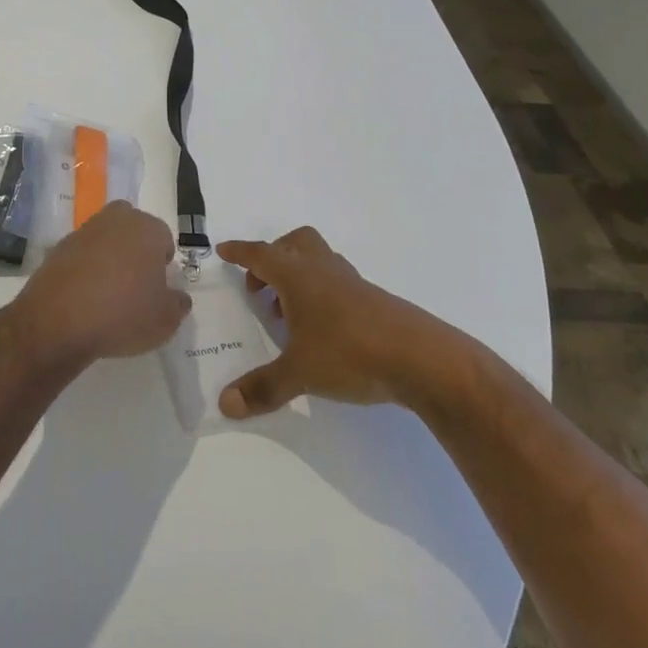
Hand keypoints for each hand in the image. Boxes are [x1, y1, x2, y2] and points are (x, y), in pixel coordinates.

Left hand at [14, 202, 190, 366]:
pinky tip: (84, 297)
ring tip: (108, 292)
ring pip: (104, 238)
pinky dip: (85, 268)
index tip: (158, 287)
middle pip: (132, 227)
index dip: (163, 263)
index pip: (164, 238)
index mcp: (146, 229)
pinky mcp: (57, 248)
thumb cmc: (123, 314)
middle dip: (136, 248)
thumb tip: (178, 297)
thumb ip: (178, 304)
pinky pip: (80, 254)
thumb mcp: (165, 320)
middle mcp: (115, 221)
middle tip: (135, 283)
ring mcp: (83, 232)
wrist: (58, 322)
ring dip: (109, 256)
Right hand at [216, 227, 455, 418]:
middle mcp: (325, 271)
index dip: (240, 252)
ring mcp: (354, 285)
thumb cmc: (351, 354)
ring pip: (319, 262)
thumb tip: (226, 403)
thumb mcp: (300, 374)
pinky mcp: (375, 302)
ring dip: (298, 277)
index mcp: (300, 277)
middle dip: (273, 258)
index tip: (223, 251)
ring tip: (288, 315)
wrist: (424, 360)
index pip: (261, 254)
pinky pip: (338, 284)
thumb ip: (262, 387)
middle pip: (295, 244)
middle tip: (260, 287)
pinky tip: (322, 330)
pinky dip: (321, 295)